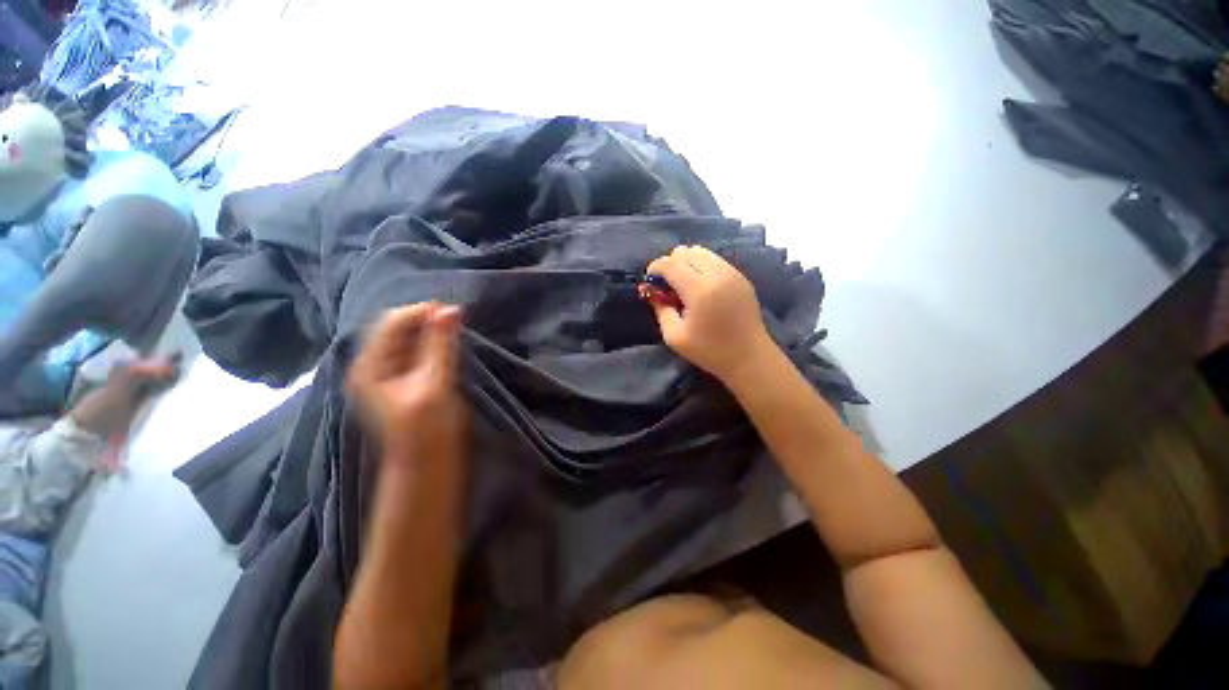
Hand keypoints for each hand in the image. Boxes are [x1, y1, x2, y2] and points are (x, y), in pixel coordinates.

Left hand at [347, 303, 466, 464]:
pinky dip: (431, 343)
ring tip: (454, 331)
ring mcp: (386, 372)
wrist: (427, 461)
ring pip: (407, 337)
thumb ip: (440, 346)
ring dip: (430, 331)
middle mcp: (372, 365)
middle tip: (456, 321)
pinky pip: (414, 349)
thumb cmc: (428, 427)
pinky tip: (446, 345)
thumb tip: (451, 310)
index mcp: (369, 367)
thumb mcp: (435, 383)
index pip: (390, 323)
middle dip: (425, 320)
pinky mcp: (402, 378)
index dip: (420, 313)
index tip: (453, 312)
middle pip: (396, 327)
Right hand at [646, 245, 773, 385]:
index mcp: (700, 290)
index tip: (649, 281)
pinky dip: (701, 265)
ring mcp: (732, 272)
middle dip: (670, 264)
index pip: (671, 263)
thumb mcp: (674, 336)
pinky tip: (700, 286)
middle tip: (666, 285)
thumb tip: (652, 291)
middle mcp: (717, 274)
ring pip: (701, 252)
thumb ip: (660, 309)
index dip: (655, 268)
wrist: (749, 357)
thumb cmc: (709, 351)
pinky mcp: (741, 276)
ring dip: (686, 262)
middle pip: (685, 252)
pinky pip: (714, 259)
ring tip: (682, 284)